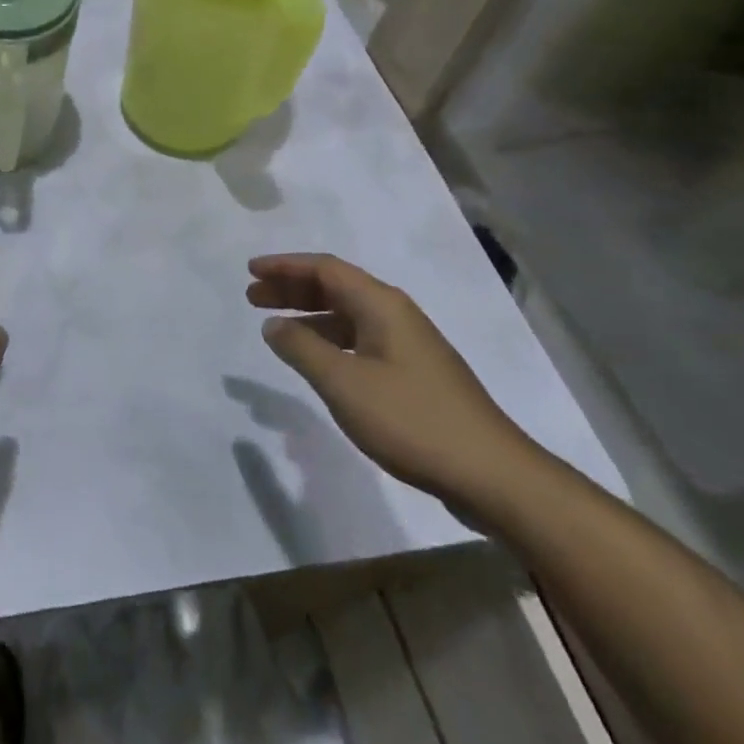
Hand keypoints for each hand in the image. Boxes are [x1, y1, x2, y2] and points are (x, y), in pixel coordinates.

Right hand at [248, 254, 542, 508]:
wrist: (493, 476)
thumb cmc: (412, 420)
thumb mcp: (344, 383)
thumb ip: (302, 348)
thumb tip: (273, 325)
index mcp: (381, 304)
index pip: (324, 269)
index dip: (285, 266)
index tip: (251, 271)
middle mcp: (396, 314)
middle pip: (336, 287)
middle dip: (292, 289)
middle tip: (253, 298)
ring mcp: (409, 345)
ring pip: (348, 315)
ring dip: (309, 316)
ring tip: (276, 328)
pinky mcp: (415, 374)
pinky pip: (360, 339)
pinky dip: (330, 340)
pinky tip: (318, 361)